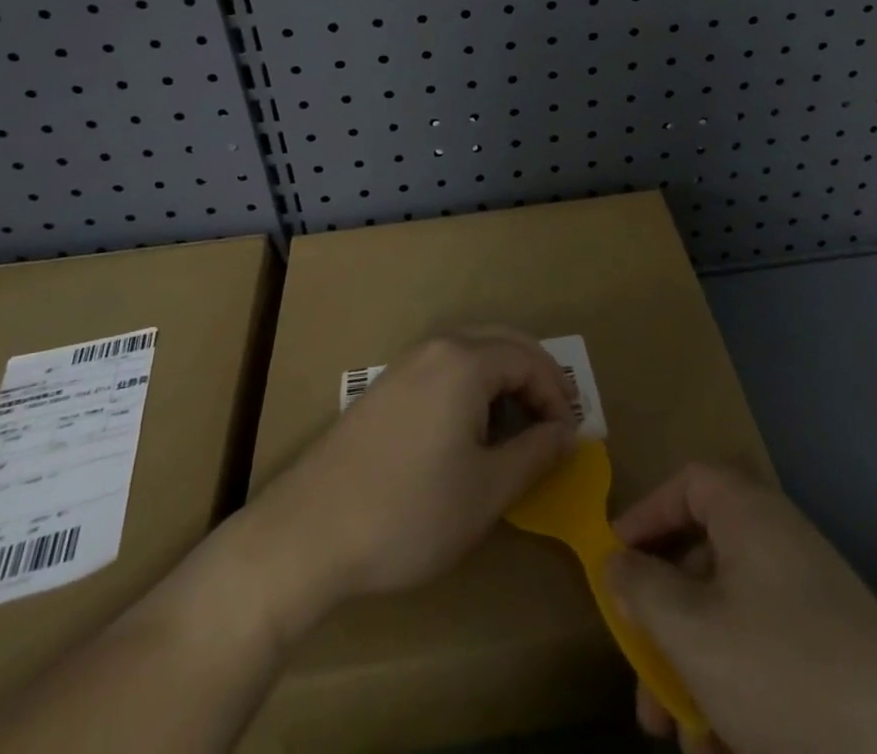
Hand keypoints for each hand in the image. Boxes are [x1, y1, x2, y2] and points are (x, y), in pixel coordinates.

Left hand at [251, 327, 576, 606]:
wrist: (308, 533)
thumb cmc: (409, 512)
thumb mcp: (486, 491)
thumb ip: (534, 454)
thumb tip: (565, 433)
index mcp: (465, 361)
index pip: (529, 359)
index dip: (557, 396)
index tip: (568, 439)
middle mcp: (436, 348)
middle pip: (502, 344)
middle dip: (535, 378)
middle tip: (553, 424)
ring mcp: (405, 365)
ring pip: (472, 354)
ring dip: (504, 382)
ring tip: (518, 430)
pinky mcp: (385, 388)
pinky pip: (445, 370)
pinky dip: (473, 388)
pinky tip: (471, 432)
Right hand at [607, 465, 876, 753]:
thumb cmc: (787, 671)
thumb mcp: (695, 634)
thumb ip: (644, 591)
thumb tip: (615, 562)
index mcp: (748, 514)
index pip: (686, 484)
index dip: (645, 516)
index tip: (614, 562)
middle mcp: (777, 541)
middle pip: (701, 558)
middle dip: (663, 620)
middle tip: (638, 674)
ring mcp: (807, 596)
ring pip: (727, 616)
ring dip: (692, 669)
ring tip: (676, 736)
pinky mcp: (829, 650)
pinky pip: (762, 652)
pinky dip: (734, 691)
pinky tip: (721, 748)